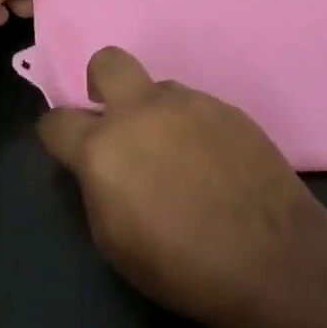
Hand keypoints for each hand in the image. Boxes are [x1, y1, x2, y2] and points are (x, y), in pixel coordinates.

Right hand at [37, 47, 326, 327]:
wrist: (271, 255)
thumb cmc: (181, 264)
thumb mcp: (115, 241)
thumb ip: (99, 188)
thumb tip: (103, 166)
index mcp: (104, 147)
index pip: (57, 121)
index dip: (55, 134)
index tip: (65, 148)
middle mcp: (143, 111)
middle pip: (108, 62)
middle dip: (100, 82)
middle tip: (114, 119)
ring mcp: (190, 103)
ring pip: (158, 89)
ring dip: (155, 114)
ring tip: (178, 158)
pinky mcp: (228, 107)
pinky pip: (195, 107)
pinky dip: (192, 128)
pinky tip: (211, 163)